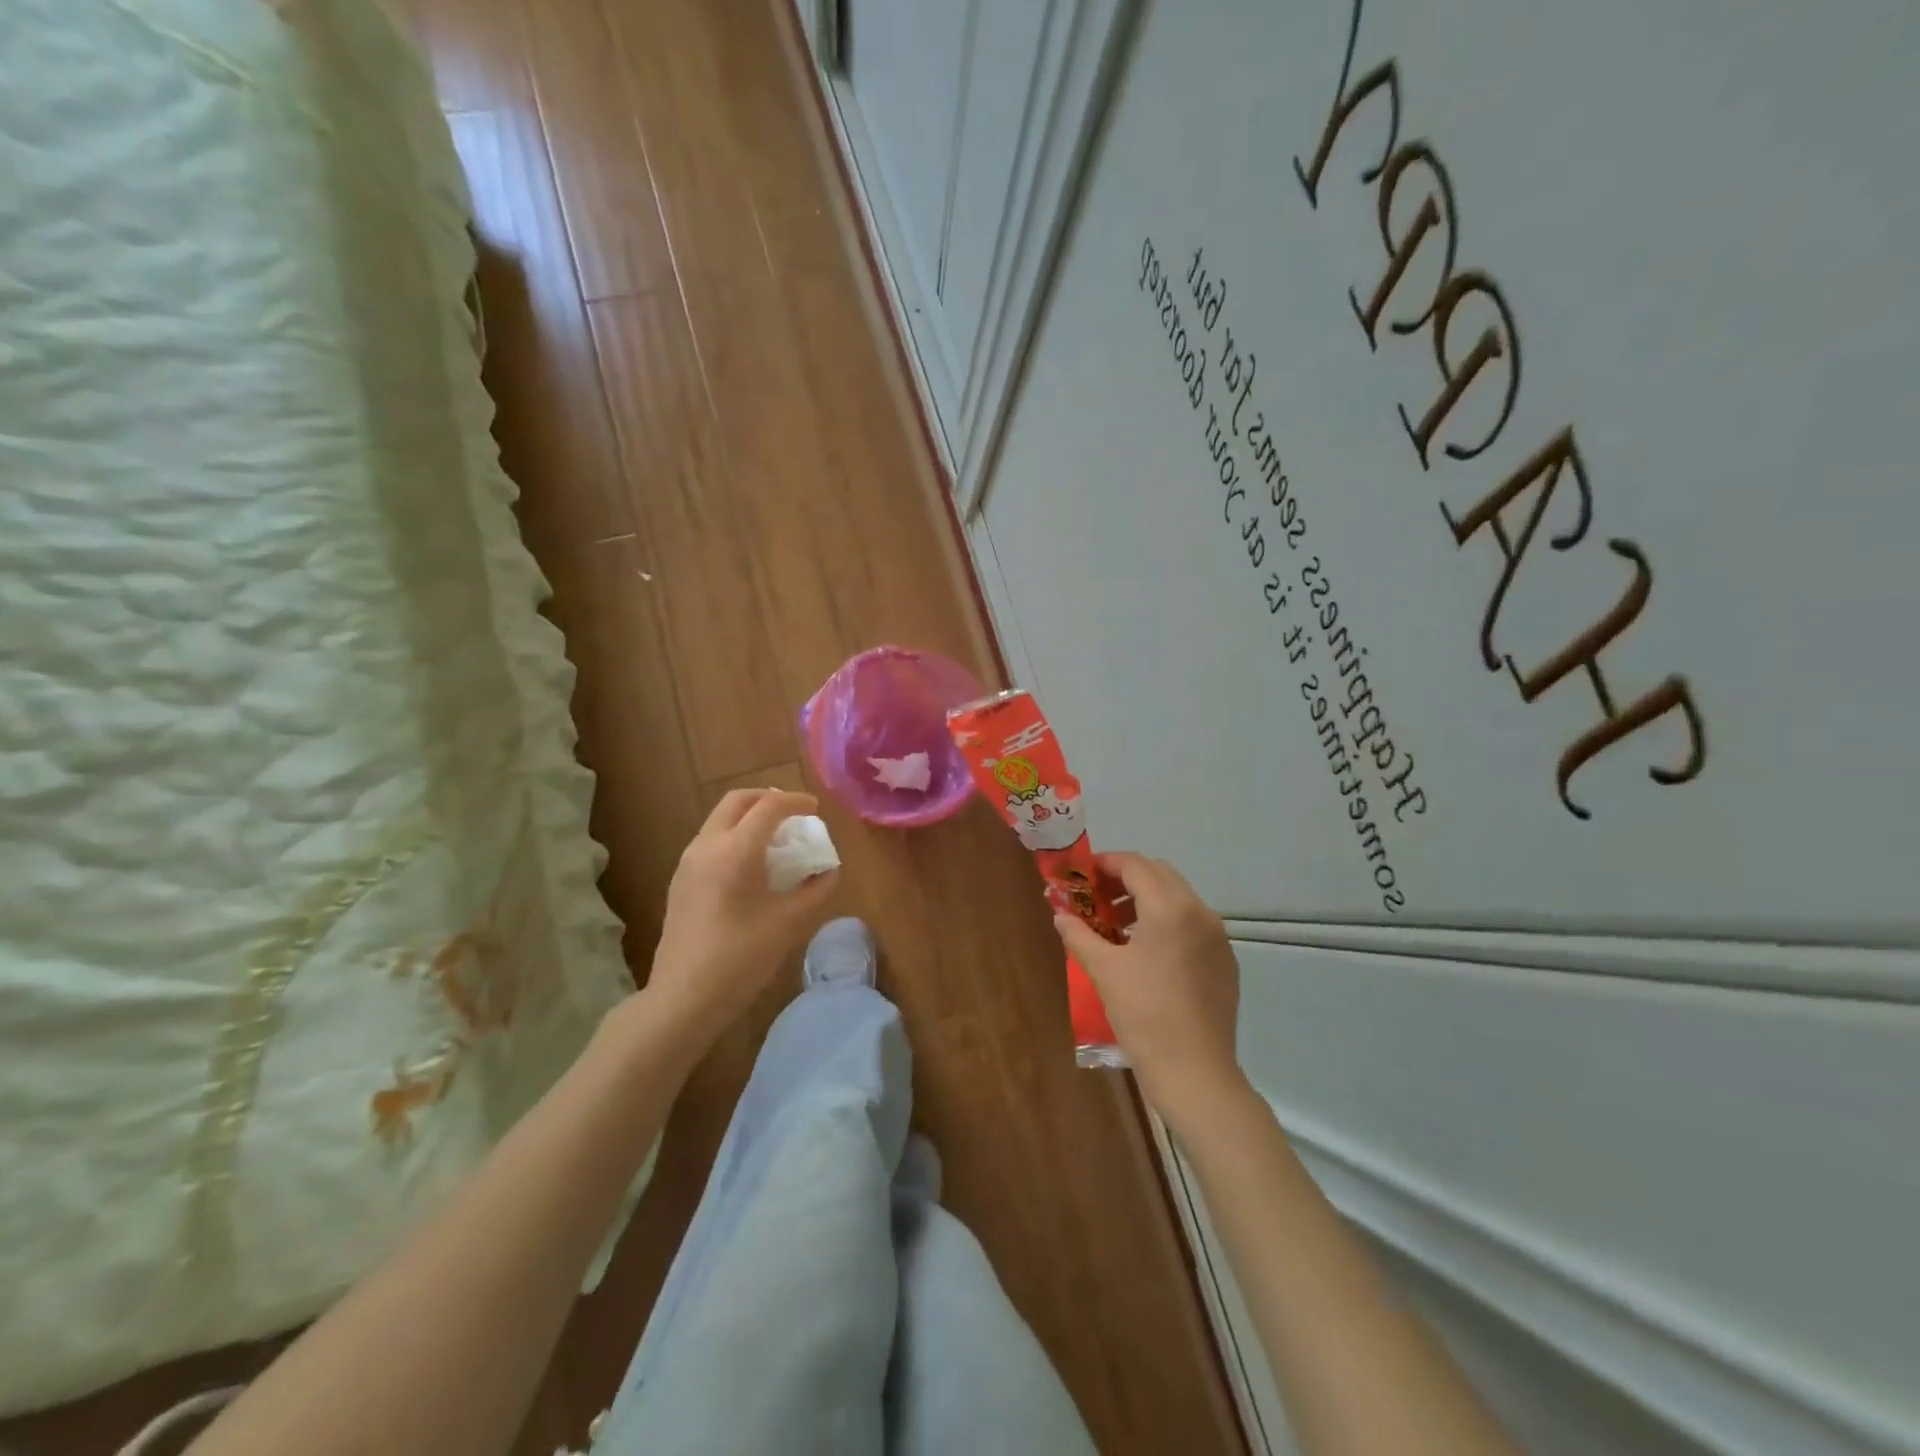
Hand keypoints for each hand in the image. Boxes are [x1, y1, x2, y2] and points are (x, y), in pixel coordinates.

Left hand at [646, 789, 838, 1050]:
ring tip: (775, 838)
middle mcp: (707, 845)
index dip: (796, 802)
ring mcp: (688, 862)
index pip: (769, 806)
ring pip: (720, 819)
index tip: (815, 809)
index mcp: (735, 850)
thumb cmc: (741, 957)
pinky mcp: (680, 880)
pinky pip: (710, 840)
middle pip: (738, 801)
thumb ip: (816, 890)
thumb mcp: (789, 923)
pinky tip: (751, 865)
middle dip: (768, 799)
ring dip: (749, 817)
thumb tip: (829, 871)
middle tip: (793, 814)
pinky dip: (734, 836)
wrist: (683, 997)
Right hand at [1054, 853, 1248, 1132]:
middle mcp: (1200, 912)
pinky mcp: (1225, 961)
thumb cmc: (1143, 1015)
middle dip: (1126, 879)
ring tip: (1118, 928)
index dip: (1105, 863)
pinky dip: (1168, 923)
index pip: (1135, 865)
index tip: (1082, 875)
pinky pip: (1193, 925)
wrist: (1195, 1072)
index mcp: (1170, 908)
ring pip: (1179, 898)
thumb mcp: (1103, 970)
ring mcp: (1218, 937)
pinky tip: (1147, 955)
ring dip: (1147, 900)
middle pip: (1160, 874)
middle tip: (1098, 899)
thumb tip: (1060, 914)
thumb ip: (1079, 934)